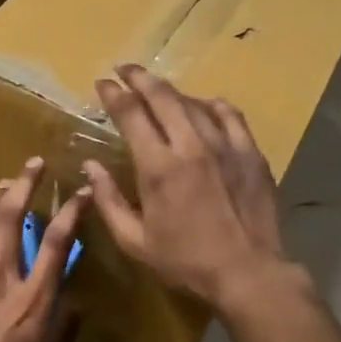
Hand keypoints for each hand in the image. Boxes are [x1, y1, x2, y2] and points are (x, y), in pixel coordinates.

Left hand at [0, 158, 89, 341]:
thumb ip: (64, 331)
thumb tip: (78, 305)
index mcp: (32, 299)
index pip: (56, 242)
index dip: (71, 211)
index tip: (81, 191)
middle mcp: (1, 278)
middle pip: (11, 218)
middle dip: (25, 185)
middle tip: (34, 164)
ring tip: (5, 183)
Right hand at [84, 65, 294, 310]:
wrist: (248, 272)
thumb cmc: (185, 261)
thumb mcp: (134, 241)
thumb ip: (108, 200)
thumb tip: (90, 166)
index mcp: (158, 167)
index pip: (131, 114)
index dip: (113, 94)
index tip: (102, 82)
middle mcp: (191, 145)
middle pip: (162, 96)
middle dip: (139, 77)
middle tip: (124, 69)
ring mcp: (225, 145)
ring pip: (194, 102)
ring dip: (171, 91)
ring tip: (157, 89)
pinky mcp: (250, 152)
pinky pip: (229, 115)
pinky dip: (211, 105)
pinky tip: (204, 106)